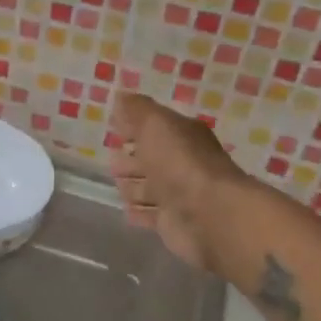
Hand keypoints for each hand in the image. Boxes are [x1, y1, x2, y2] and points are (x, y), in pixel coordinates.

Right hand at [110, 92, 246, 271]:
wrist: (208, 214)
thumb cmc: (180, 163)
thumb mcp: (156, 125)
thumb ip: (137, 111)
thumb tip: (121, 97)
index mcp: (183, 136)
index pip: (157, 128)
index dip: (136, 127)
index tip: (115, 128)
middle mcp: (184, 164)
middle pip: (153, 159)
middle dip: (132, 159)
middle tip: (111, 159)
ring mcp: (180, 196)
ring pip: (151, 188)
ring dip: (134, 187)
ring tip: (116, 185)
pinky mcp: (174, 223)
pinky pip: (152, 215)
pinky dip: (140, 212)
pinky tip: (126, 211)